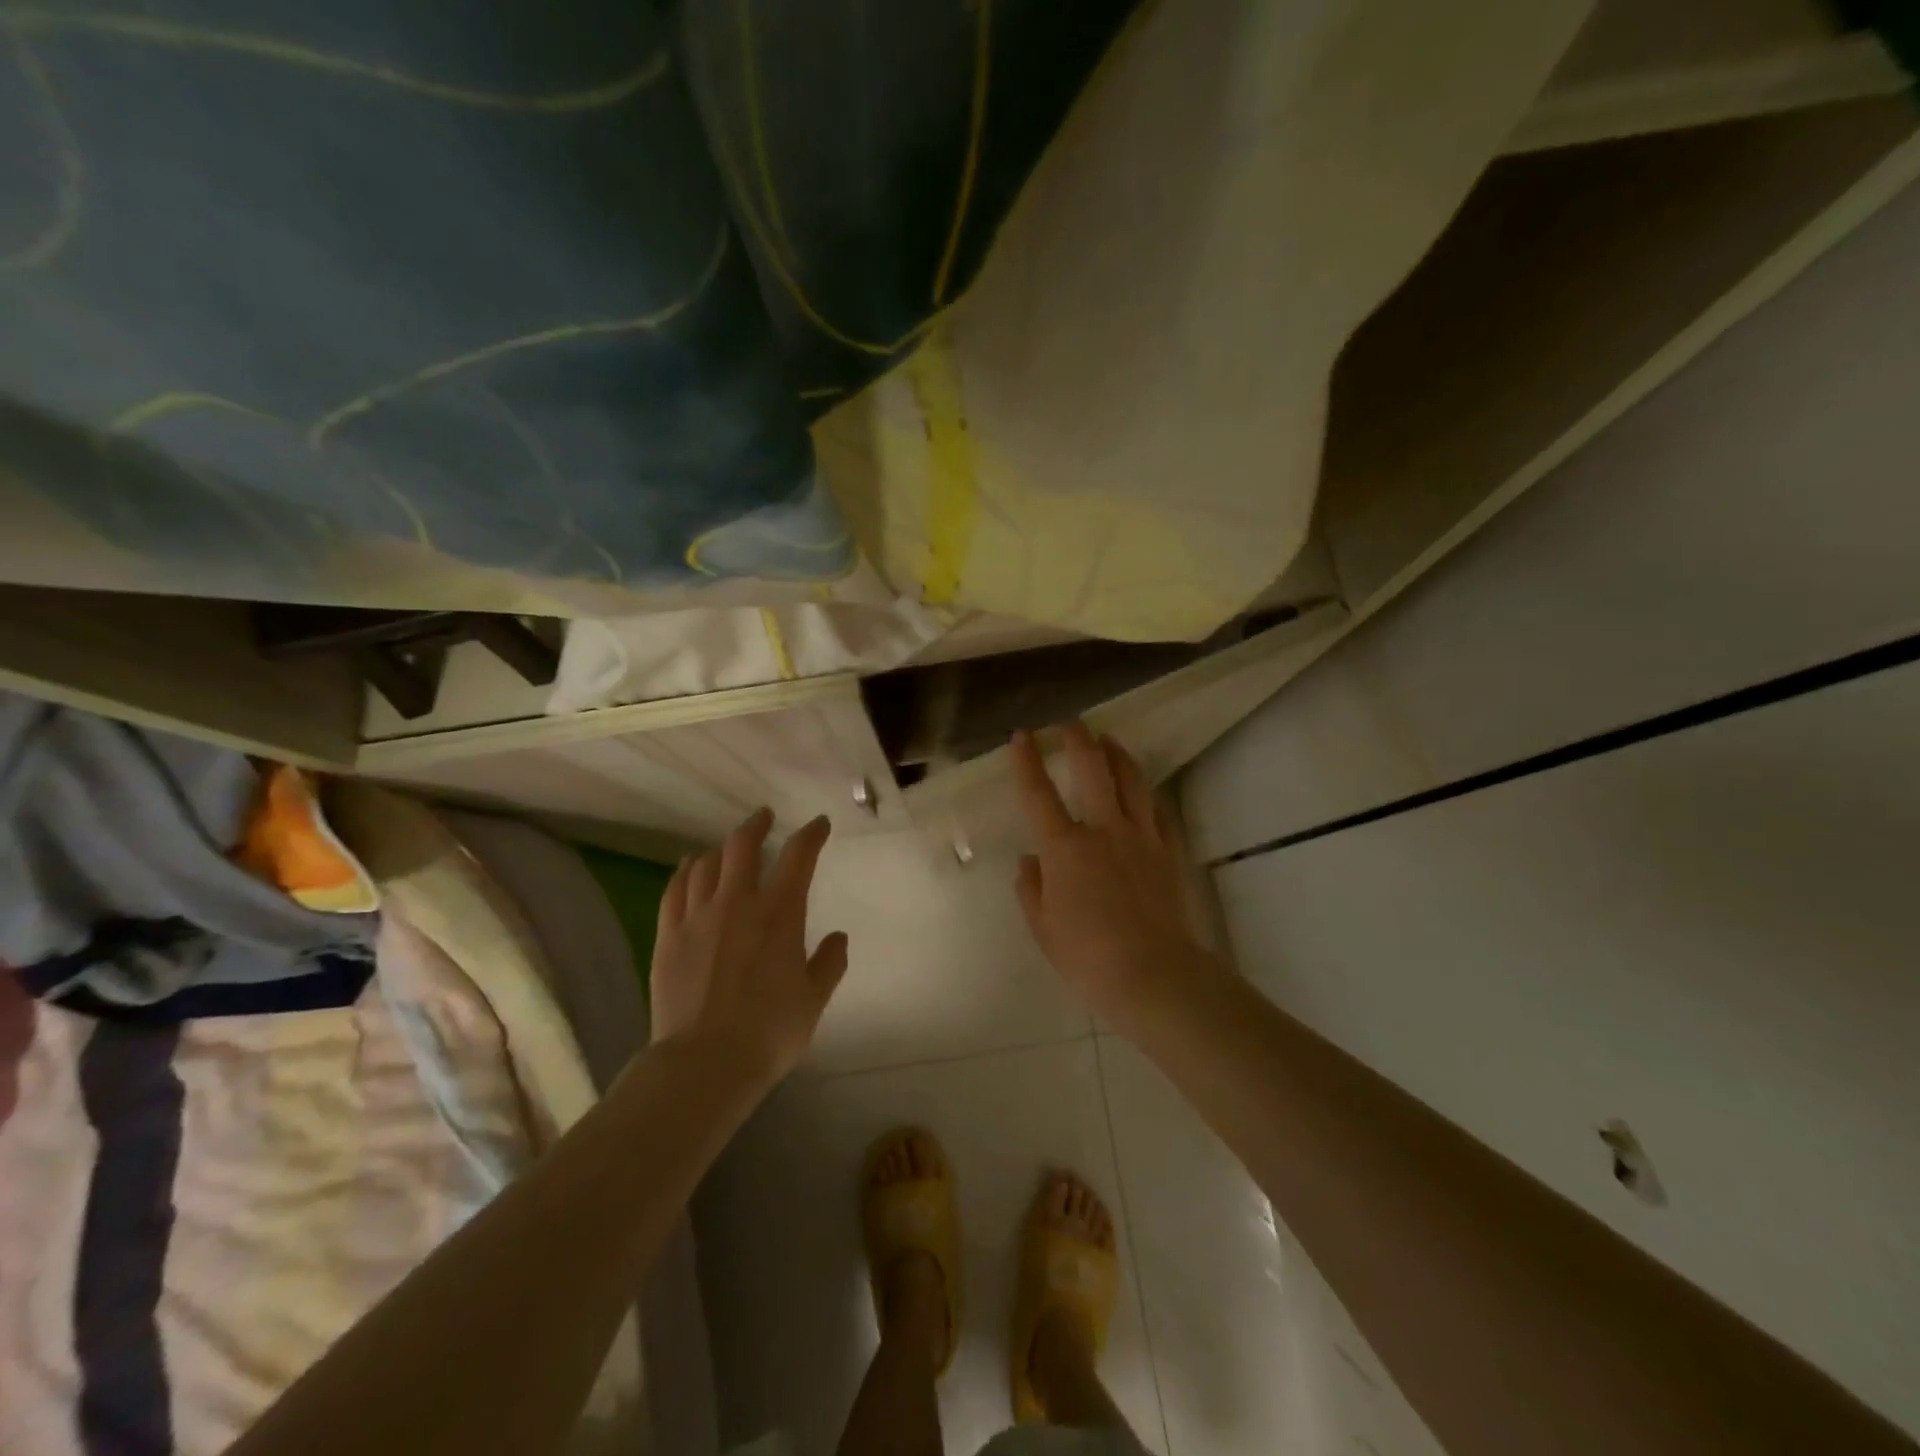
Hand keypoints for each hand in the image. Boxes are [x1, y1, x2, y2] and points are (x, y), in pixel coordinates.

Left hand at [650, 809, 848, 1082]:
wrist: (704, 1064)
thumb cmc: (769, 1032)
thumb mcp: (814, 999)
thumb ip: (829, 963)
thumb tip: (838, 937)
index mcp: (779, 913)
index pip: (799, 856)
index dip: (811, 834)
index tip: (818, 825)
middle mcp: (737, 903)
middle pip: (742, 845)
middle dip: (756, 825)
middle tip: (764, 817)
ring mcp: (697, 917)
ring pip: (705, 864)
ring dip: (720, 850)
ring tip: (726, 849)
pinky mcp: (668, 936)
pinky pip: (674, 890)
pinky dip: (684, 872)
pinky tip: (688, 869)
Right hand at [1011, 723, 1225, 1030]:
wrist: (1153, 974)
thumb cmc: (1087, 956)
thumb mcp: (1044, 927)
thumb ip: (1032, 888)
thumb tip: (1030, 861)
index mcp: (1064, 848)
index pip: (1039, 793)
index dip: (1027, 761)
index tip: (1021, 736)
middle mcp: (1103, 829)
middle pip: (1093, 769)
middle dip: (1079, 740)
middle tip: (1072, 725)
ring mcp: (1141, 837)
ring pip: (1131, 780)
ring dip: (1118, 754)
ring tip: (1109, 740)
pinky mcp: (1168, 851)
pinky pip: (1158, 810)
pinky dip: (1147, 792)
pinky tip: (1144, 788)